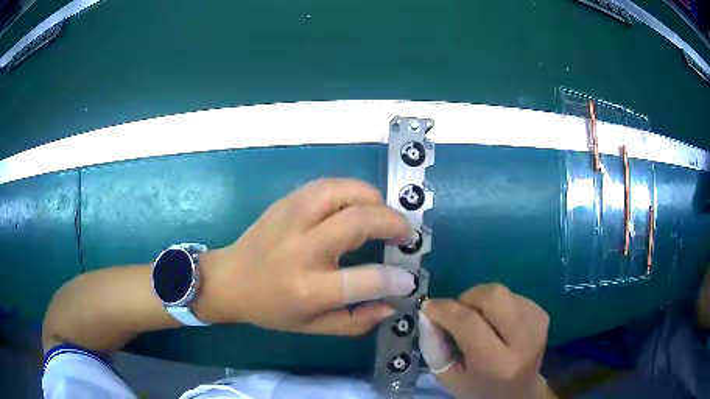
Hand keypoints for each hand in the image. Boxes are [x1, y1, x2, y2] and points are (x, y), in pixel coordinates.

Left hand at [197, 179, 415, 334]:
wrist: (229, 280)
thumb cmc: (271, 308)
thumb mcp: (313, 327)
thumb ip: (356, 321)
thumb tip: (392, 303)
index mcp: (309, 289)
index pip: (366, 280)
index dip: (396, 279)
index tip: (407, 278)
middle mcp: (302, 250)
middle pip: (359, 222)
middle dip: (393, 223)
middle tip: (406, 234)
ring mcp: (291, 219)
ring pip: (343, 192)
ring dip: (374, 199)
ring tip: (383, 214)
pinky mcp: (285, 202)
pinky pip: (326, 185)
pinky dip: (351, 190)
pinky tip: (357, 204)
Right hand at [418, 284, 553, 398]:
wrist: (520, 392)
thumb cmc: (480, 389)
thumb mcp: (450, 379)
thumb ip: (436, 347)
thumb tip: (430, 312)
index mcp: (497, 363)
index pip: (469, 323)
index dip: (445, 310)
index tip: (429, 307)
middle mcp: (523, 339)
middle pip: (493, 295)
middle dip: (467, 297)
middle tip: (456, 313)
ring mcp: (537, 324)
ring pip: (501, 292)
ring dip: (481, 301)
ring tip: (477, 321)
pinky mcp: (542, 314)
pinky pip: (512, 295)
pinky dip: (496, 304)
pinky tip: (495, 323)